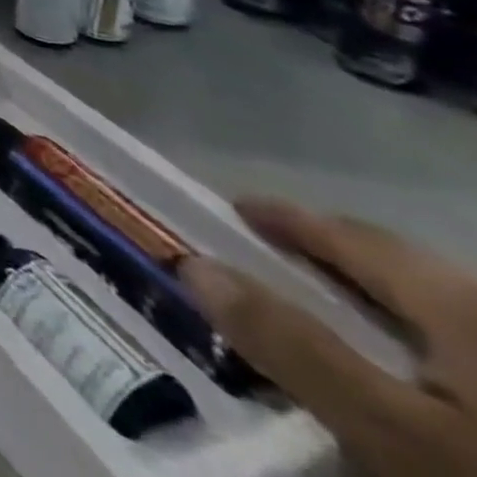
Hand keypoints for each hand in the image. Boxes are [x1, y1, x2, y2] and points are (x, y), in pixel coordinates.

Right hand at [182, 197, 476, 476]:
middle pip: (408, 273)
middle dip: (339, 264)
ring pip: (451, 317)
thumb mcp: (399, 434)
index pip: (352, 235)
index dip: (287, 218)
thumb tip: (195, 266)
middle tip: (281, 267)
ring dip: (391, 315)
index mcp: (461, 302)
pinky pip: (473, 352)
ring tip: (350, 330)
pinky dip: (439, 355)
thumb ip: (293, 345)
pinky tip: (430, 387)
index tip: (236, 208)